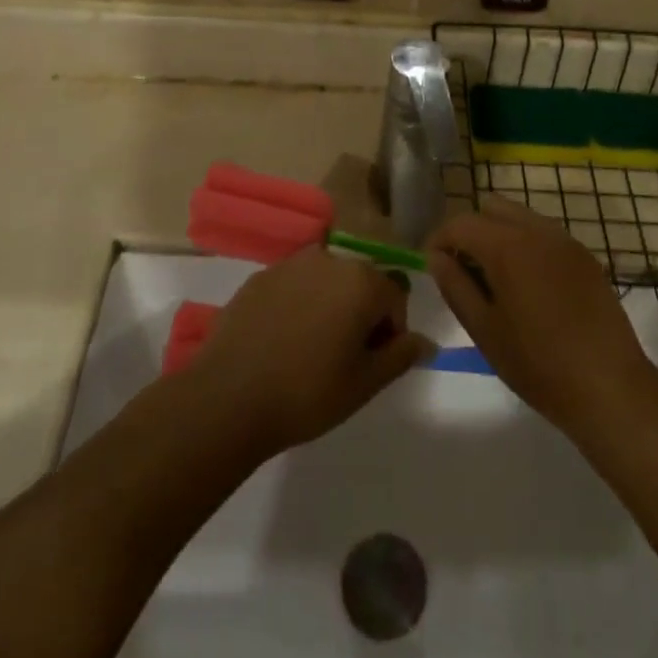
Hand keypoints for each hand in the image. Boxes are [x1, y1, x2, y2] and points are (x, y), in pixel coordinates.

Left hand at [190, 249, 432, 457]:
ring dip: (329, 307)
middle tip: (344, 360)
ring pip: (325, 282)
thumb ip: (401, 355)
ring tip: (311, 350)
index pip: (395, 297)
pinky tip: (282, 342)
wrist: (229, 397)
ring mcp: (289, 264)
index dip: (390, 332)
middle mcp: (328, 259)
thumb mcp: (365, 382)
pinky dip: (297, 306)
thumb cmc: (308, 392)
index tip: (372, 364)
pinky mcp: (259, 276)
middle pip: (360, 284)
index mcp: (360, 281)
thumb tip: (428, 342)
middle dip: (360, 315)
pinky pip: (293, 286)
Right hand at [428, 197, 653, 434]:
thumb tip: (436, 258)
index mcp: (508, 246)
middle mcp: (537, 231)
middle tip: (463, 268)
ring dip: (499, 234)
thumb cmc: (538, 364)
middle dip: (470, 229)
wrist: (610, 387)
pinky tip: (528, 285)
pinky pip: (544, 233)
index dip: (440, 239)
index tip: (432, 264)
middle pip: (492, 207)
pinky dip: (525, 244)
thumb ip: (455, 286)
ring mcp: (565, 241)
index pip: (461, 223)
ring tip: (494, 277)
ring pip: (520, 216)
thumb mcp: (484, 330)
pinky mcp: (585, 256)